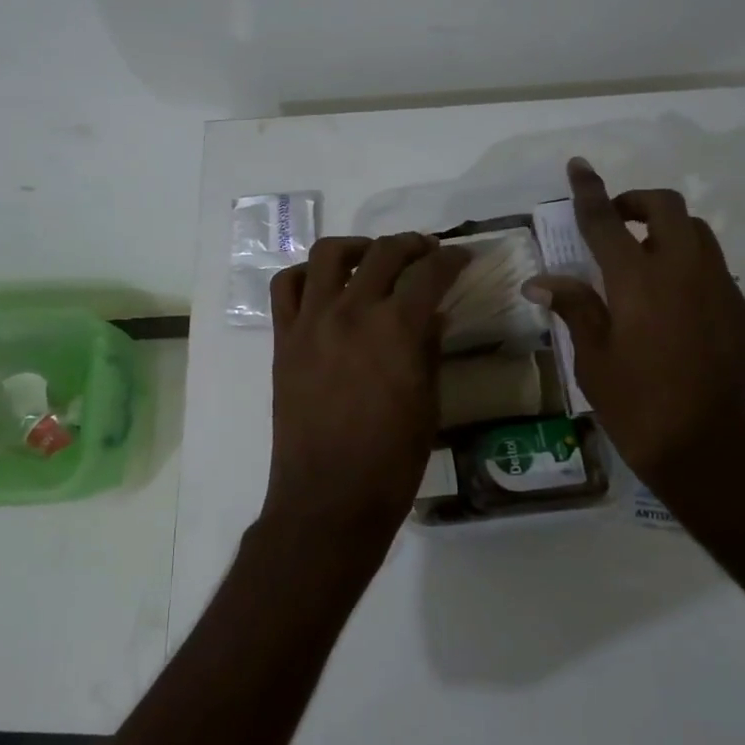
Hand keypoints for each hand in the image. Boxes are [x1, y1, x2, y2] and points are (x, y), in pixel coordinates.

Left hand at [264, 234, 469, 553]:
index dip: (451, 260)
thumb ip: (429, 350)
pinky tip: (322, 285)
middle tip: (426, 254)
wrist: (329, 498)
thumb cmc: (391, 462)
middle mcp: (352, 312)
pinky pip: (284, 287)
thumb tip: (431, 315)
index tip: (461, 259)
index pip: (430, 273)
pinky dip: (304, 274)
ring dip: (357, 247)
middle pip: (383, 253)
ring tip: (371, 258)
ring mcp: (311, 322)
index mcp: (397, 329)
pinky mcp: (283, 339)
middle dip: (412, 245)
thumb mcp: (428, 405)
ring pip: (328, 255)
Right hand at [524, 158, 744, 497]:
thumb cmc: (639, 408)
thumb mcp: (593, 361)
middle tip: (615, 221)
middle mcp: (684, 272)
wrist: (716, 454)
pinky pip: (715, 273)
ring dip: (667, 232)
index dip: (588, 190)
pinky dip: (690, 271)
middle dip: (637, 201)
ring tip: (643, 264)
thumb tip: (540, 280)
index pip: (605, 220)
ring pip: (698, 235)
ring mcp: (722, 289)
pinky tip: (675, 310)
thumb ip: (574, 309)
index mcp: (638, 281)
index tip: (578, 165)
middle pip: (667, 208)